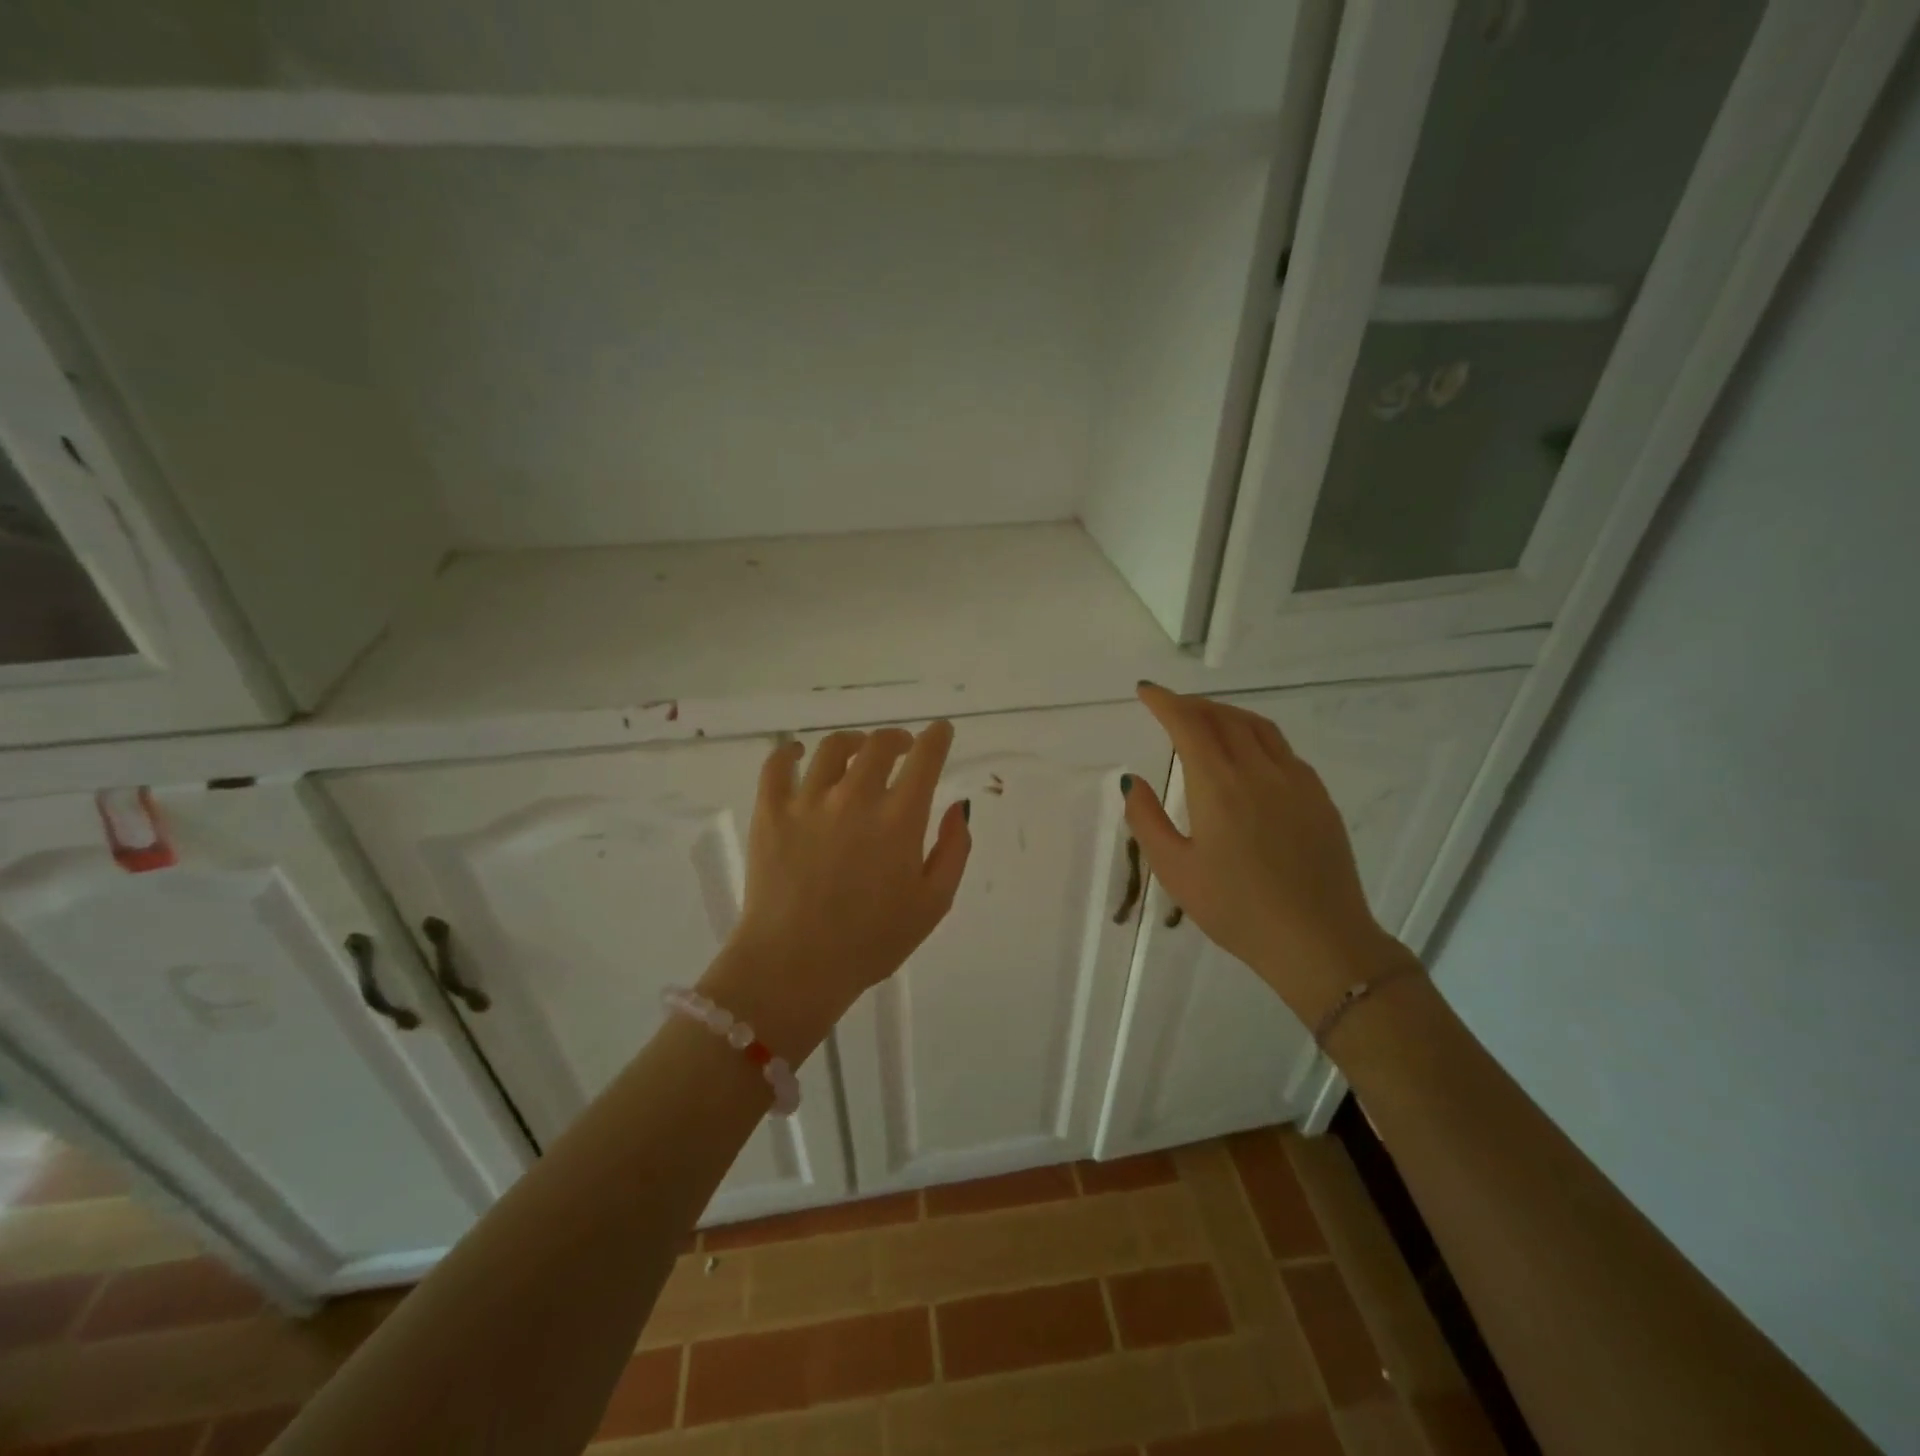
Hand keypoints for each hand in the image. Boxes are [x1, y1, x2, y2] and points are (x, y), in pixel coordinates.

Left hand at [706, 722, 971, 1057]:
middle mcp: (855, 797)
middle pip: (879, 744)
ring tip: (857, 751)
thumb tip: (956, 807)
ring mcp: (808, 801)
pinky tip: (797, 753)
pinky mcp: (770, 812)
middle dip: (897, 738)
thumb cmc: (871, 942)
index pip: (924, 758)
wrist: (794, 967)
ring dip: (853, 742)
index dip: (936, 737)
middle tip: (901, 747)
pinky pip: (777, 765)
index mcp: (899, 819)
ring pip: (832, 748)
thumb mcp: (933, 904)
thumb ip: (953, 850)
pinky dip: (789, 752)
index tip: (940, 731)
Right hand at [1123, 683, 1413, 1025]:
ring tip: (1207, 720)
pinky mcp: (1319, 798)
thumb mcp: (1175, 870)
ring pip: (1258, 727)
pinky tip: (1249, 756)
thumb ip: (1147, 820)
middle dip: (1193, 704)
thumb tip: (1132, 781)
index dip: (1165, 702)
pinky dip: (1256, 736)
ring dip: (1226, 714)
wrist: (1319, 941)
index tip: (1146, 691)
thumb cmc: (1236, 910)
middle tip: (1170, 707)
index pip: (1188, 724)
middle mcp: (1259, 771)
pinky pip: (1282, 749)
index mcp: (1219, 785)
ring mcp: (1296, 781)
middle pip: (1224, 717)